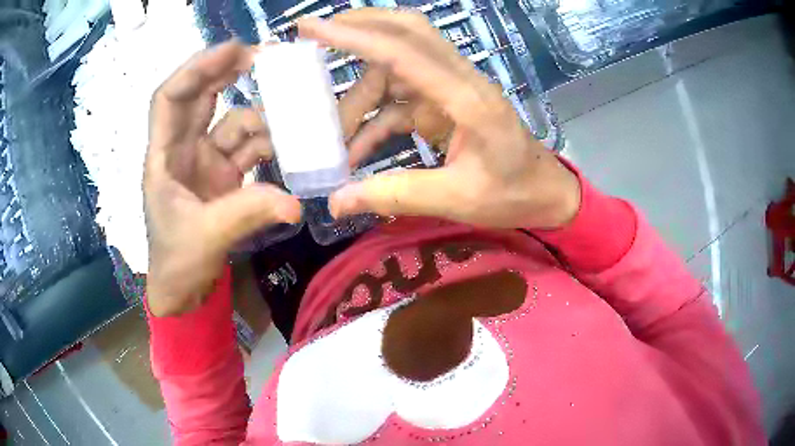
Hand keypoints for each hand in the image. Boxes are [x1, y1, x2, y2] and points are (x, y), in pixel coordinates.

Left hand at [144, 42, 300, 316]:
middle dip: (228, 73)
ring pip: (233, 123)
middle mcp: (183, 151)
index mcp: (163, 158)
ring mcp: (206, 162)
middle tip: (264, 56)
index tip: (232, 51)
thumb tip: (294, 203)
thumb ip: (246, 214)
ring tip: (296, 122)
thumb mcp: (205, 239)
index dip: (196, 70)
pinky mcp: (225, 177)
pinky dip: (270, 146)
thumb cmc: (177, 264)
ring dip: (262, 120)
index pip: (170, 99)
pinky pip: (249, 149)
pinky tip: (291, 150)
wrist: (184, 293)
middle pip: (201, 99)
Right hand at [300, 9, 579, 228]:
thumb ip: (395, 196)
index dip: (354, 37)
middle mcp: (458, 81)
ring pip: (396, 68)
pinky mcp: (446, 103)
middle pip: (406, 32)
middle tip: (313, 36)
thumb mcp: (456, 200)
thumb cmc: (513, 194)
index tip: (311, 28)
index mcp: (467, 98)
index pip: (403, 50)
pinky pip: (400, 100)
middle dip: (358, 28)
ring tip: (330, 133)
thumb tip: (337, 203)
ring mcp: (451, 89)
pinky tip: (355, 149)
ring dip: (360, 95)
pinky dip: (374, 119)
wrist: (547, 193)